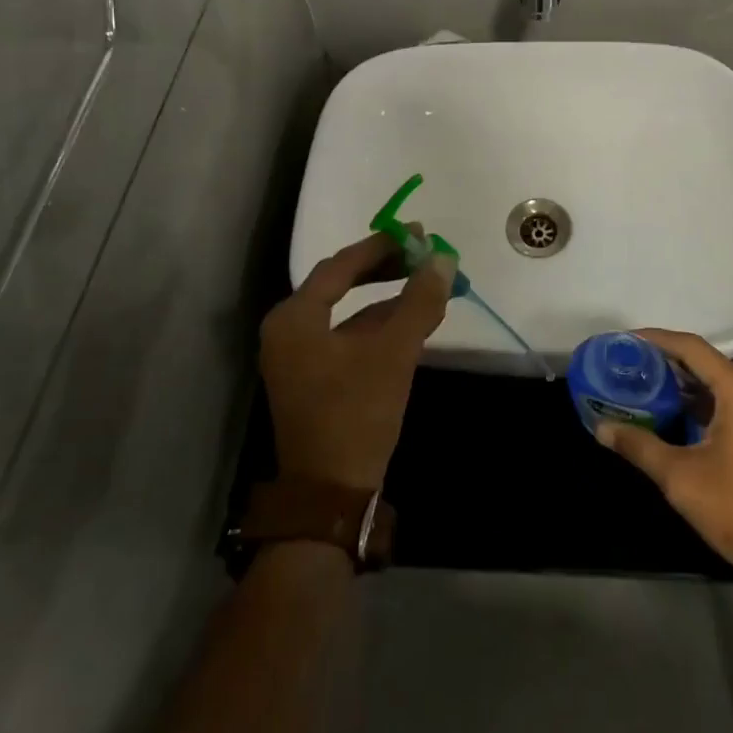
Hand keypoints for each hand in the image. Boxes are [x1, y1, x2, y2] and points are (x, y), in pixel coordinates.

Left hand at [259, 232, 452, 492]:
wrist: (330, 497)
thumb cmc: (355, 414)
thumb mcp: (394, 352)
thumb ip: (419, 301)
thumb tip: (443, 259)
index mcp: (295, 317)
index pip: (341, 265)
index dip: (382, 246)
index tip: (418, 234)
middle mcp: (289, 331)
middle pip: (341, 284)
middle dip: (385, 270)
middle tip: (422, 255)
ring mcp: (298, 358)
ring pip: (347, 313)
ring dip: (386, 300)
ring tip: (426, 286)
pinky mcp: (312, 381)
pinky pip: (347, 338)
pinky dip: (378, 328)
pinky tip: (410, 325)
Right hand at [594, 328, 732, 588]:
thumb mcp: (679, 476)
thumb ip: (638, 444)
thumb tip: (601, 428)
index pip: (693, 348)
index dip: (657, 340)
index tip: (627, 340)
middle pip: (706, 363)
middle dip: (667, 363)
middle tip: (631, 364)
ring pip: (719, 383)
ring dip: (685, 385)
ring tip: (645, 385)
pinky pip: (732, 401)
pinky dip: (703, 402)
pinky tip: (675, 413)